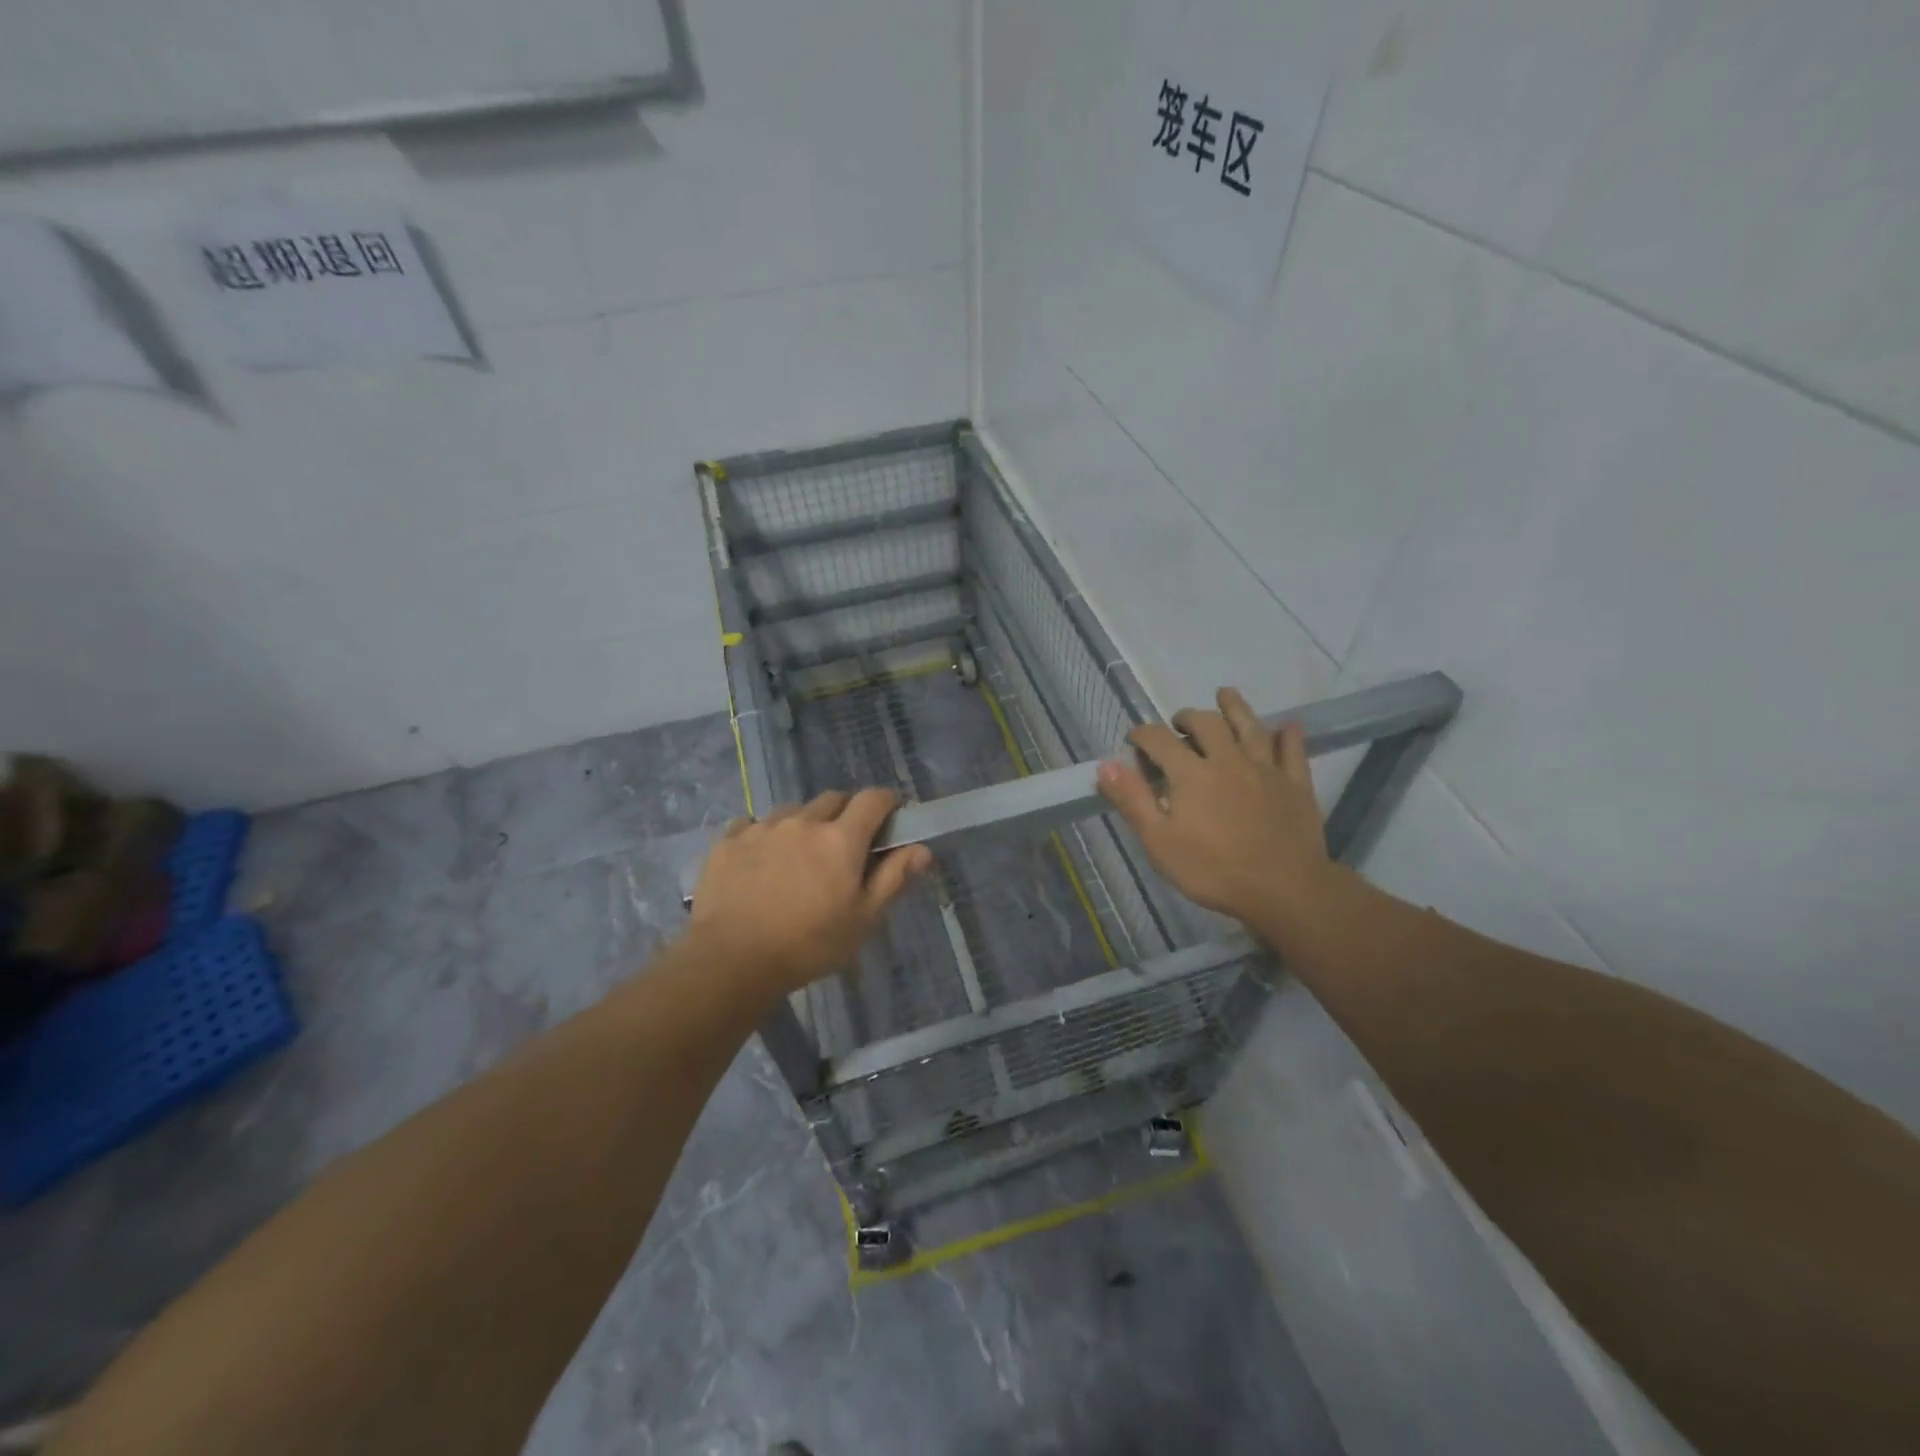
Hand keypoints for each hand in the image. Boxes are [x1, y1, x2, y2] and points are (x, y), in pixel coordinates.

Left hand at [687, 788, 932, 996]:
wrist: (731, 960)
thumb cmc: (809, 944)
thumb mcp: (863, 919)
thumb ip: (893, 878)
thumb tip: (922, 849)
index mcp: (841, 838)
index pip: (873, 799)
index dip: (887, 802)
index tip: (891, 816)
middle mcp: (803, 821)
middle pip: (833, 799)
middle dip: (846, 812)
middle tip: (846, 844)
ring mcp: (762, 827)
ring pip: (793, 810)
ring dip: (805, 823)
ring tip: (800, 854)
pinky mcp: (728, 840)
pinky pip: (753, 823)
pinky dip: (764, 834)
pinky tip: (761, 861)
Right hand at [1096, 687, 1335, 928]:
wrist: (1284, 890)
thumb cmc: (1213, 870)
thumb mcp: (1159, 842)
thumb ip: (1132, 800)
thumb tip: (1106, 764)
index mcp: (1191, 773)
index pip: (1159, 740)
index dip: (1142, 734)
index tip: (1133, 740)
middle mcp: (1228, 760)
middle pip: (1207, 724)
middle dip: (1187, 717)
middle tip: (1178, 723)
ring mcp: (1266, 769)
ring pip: (1250, 726)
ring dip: (1235, 707)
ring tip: (1224, 695)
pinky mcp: (1296, 783)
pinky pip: (1293, 751)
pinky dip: (1288, 735)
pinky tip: (1287, 726)